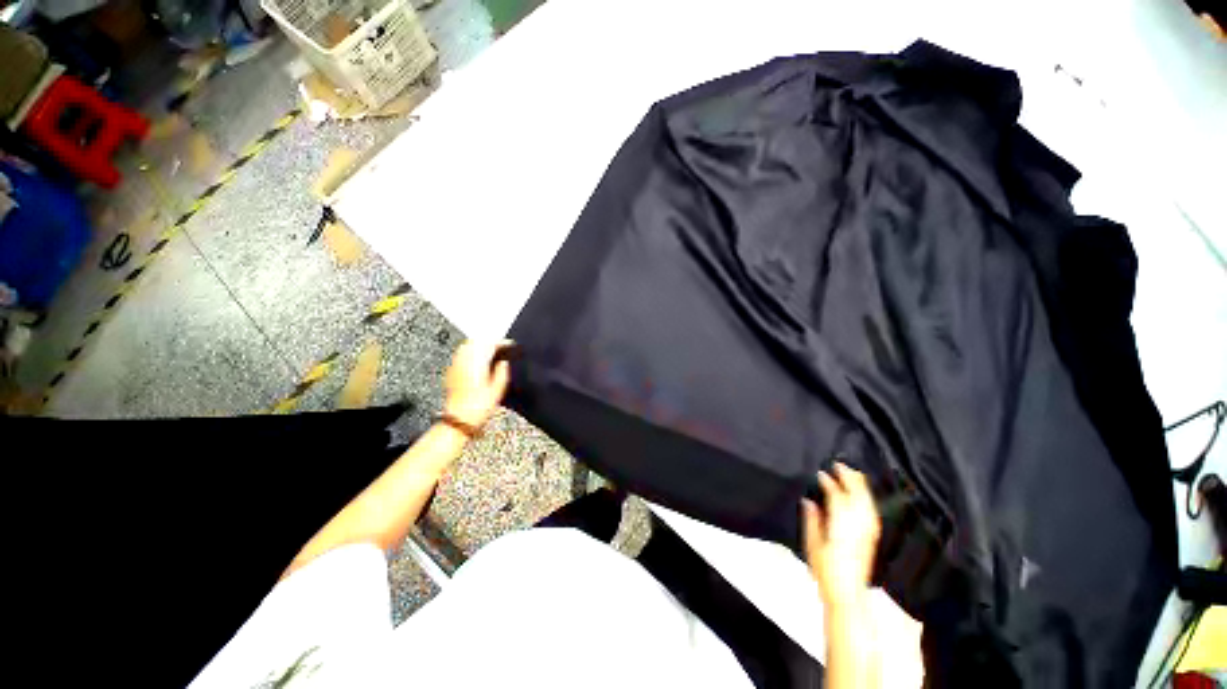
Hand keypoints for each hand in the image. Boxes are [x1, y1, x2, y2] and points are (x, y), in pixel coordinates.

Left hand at [443, 340, 511, 428]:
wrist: (459, 419)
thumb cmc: (478, 407)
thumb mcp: (498, 390)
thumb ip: (502, 372)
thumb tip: (504, 362)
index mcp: (478, 363)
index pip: (490, 344)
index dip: (501, 342)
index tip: (509, 344)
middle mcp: (465, 361)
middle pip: (476, 341)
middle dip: (489, 341)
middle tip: (500, 345)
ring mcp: (456, 366)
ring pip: (467, 346)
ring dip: (479, 344)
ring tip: (490, 350)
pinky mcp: (451, 372)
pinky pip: (460, 354)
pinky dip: (470, 352)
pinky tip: (477, 359)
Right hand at [804, 463, 880, 608]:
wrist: (848, 593)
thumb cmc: (825, 569)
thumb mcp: (812, 544)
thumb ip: (812, 520)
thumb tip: (809, 501)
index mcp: (841, 525)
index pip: (837, 497)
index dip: (829, 483)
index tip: (820, 473)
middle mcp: (858, 525)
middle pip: (857, 496)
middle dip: (849, 478)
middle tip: (839, 464)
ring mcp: (868, 531)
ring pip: (867, 502)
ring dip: (860, 485)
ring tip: (852, 472)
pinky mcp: (872, 536)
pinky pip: (872, 511)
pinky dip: (867, 498)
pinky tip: (863, 494)